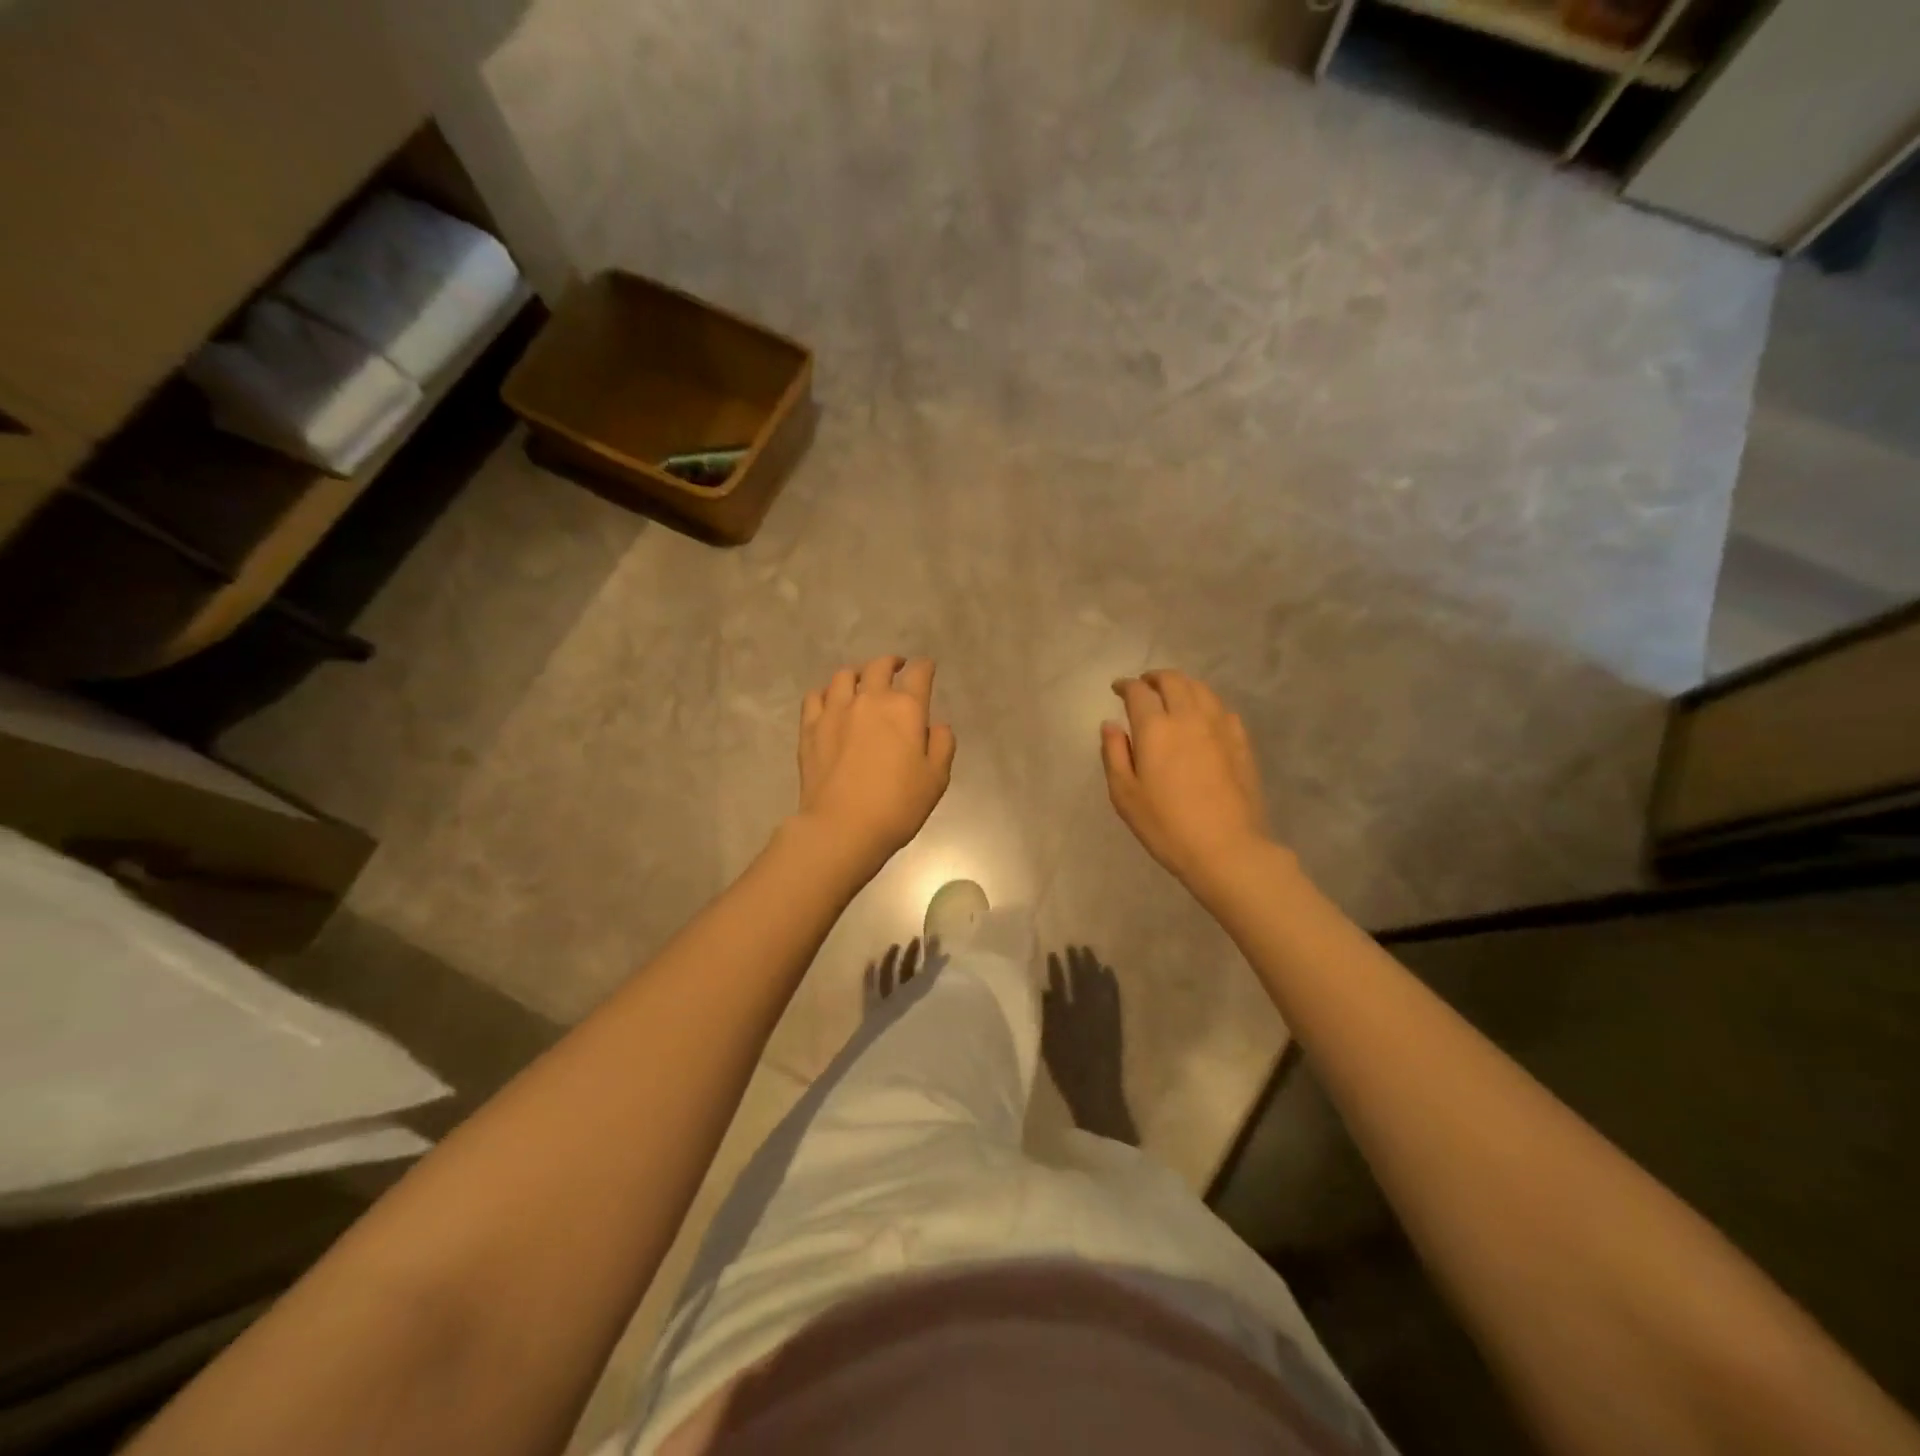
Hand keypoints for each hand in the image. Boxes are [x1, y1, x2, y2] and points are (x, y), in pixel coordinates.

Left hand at [797, 656, 955, 872]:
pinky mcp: (810, 727)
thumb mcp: (936, 779)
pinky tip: (830, 702)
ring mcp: (836, 710)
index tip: (926, 668)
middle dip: (891, 663)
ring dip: (857, 674)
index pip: (919, 674)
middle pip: (879, 666)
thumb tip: (936, 726)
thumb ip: (942, 745)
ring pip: (844, 676)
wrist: (842, 826)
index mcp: (905, 709)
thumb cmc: (897, 805)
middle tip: (895, 668)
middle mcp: (870, 700)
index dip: (924, 667)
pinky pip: (815, 696)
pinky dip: (826, 693)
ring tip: (861, 683)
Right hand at [1101, 669, 1270, 887]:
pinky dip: (1206, 702)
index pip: (1139, 692)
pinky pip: (1221, 708)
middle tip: (1144, 686)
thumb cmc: (1166, 826)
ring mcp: (1219, 727)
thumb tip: (1111, 724)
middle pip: (1173, 681)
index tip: (1118, 689)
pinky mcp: (1241, 742)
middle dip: (1155, 678)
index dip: (1126, 685)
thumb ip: (1114, 754)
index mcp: (1155, 728)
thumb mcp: (1125, 795)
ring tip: (1172, 695)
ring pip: (1201, 689)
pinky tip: (1202, 716)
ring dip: (1182, 685)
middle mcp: (1188, 717)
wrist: (1227, 848)